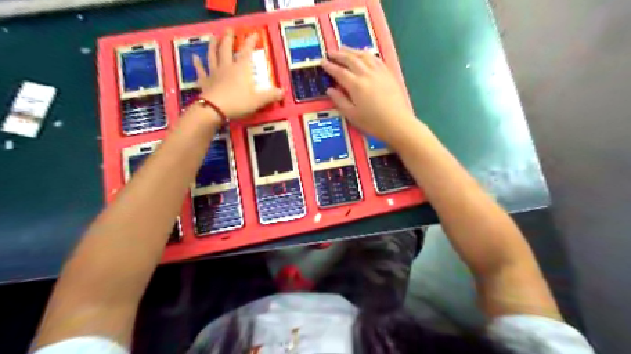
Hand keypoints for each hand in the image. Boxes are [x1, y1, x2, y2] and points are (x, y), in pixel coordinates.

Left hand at [192, 28, 281, 119]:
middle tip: (229, 30)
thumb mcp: (259, 100)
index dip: (250, 42)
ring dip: (212, 45)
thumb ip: (271, 96)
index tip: (254, 33)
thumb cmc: (238, 103)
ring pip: (212, 55)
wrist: (215, 109)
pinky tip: (194, 57)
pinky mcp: (205, 81)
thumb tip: (283, 92)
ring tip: (213, 37)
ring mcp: (214, 73)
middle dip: (228, 38)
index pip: (247, 51)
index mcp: (241, 69)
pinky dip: (197, 64)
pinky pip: (201, 70)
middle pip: (226, 48)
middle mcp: (227, 66)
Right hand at [322, 47, 417, 146]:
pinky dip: (366, 53)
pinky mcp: (388, 73)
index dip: (329, 66)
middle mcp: (366, 74)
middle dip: (339, 54)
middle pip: (350, 59)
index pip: (339, 72)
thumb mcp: (352, 115)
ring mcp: (379, 72)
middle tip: (330, 52)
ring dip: (352, 51)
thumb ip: (339, 100)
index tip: (322, 62)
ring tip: (344, 49)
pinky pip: (375, 58)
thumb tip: (329, 89)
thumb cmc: (373, 122)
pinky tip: (363, 54)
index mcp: (356, 85)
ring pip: (363, 55)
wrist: (397, 123)